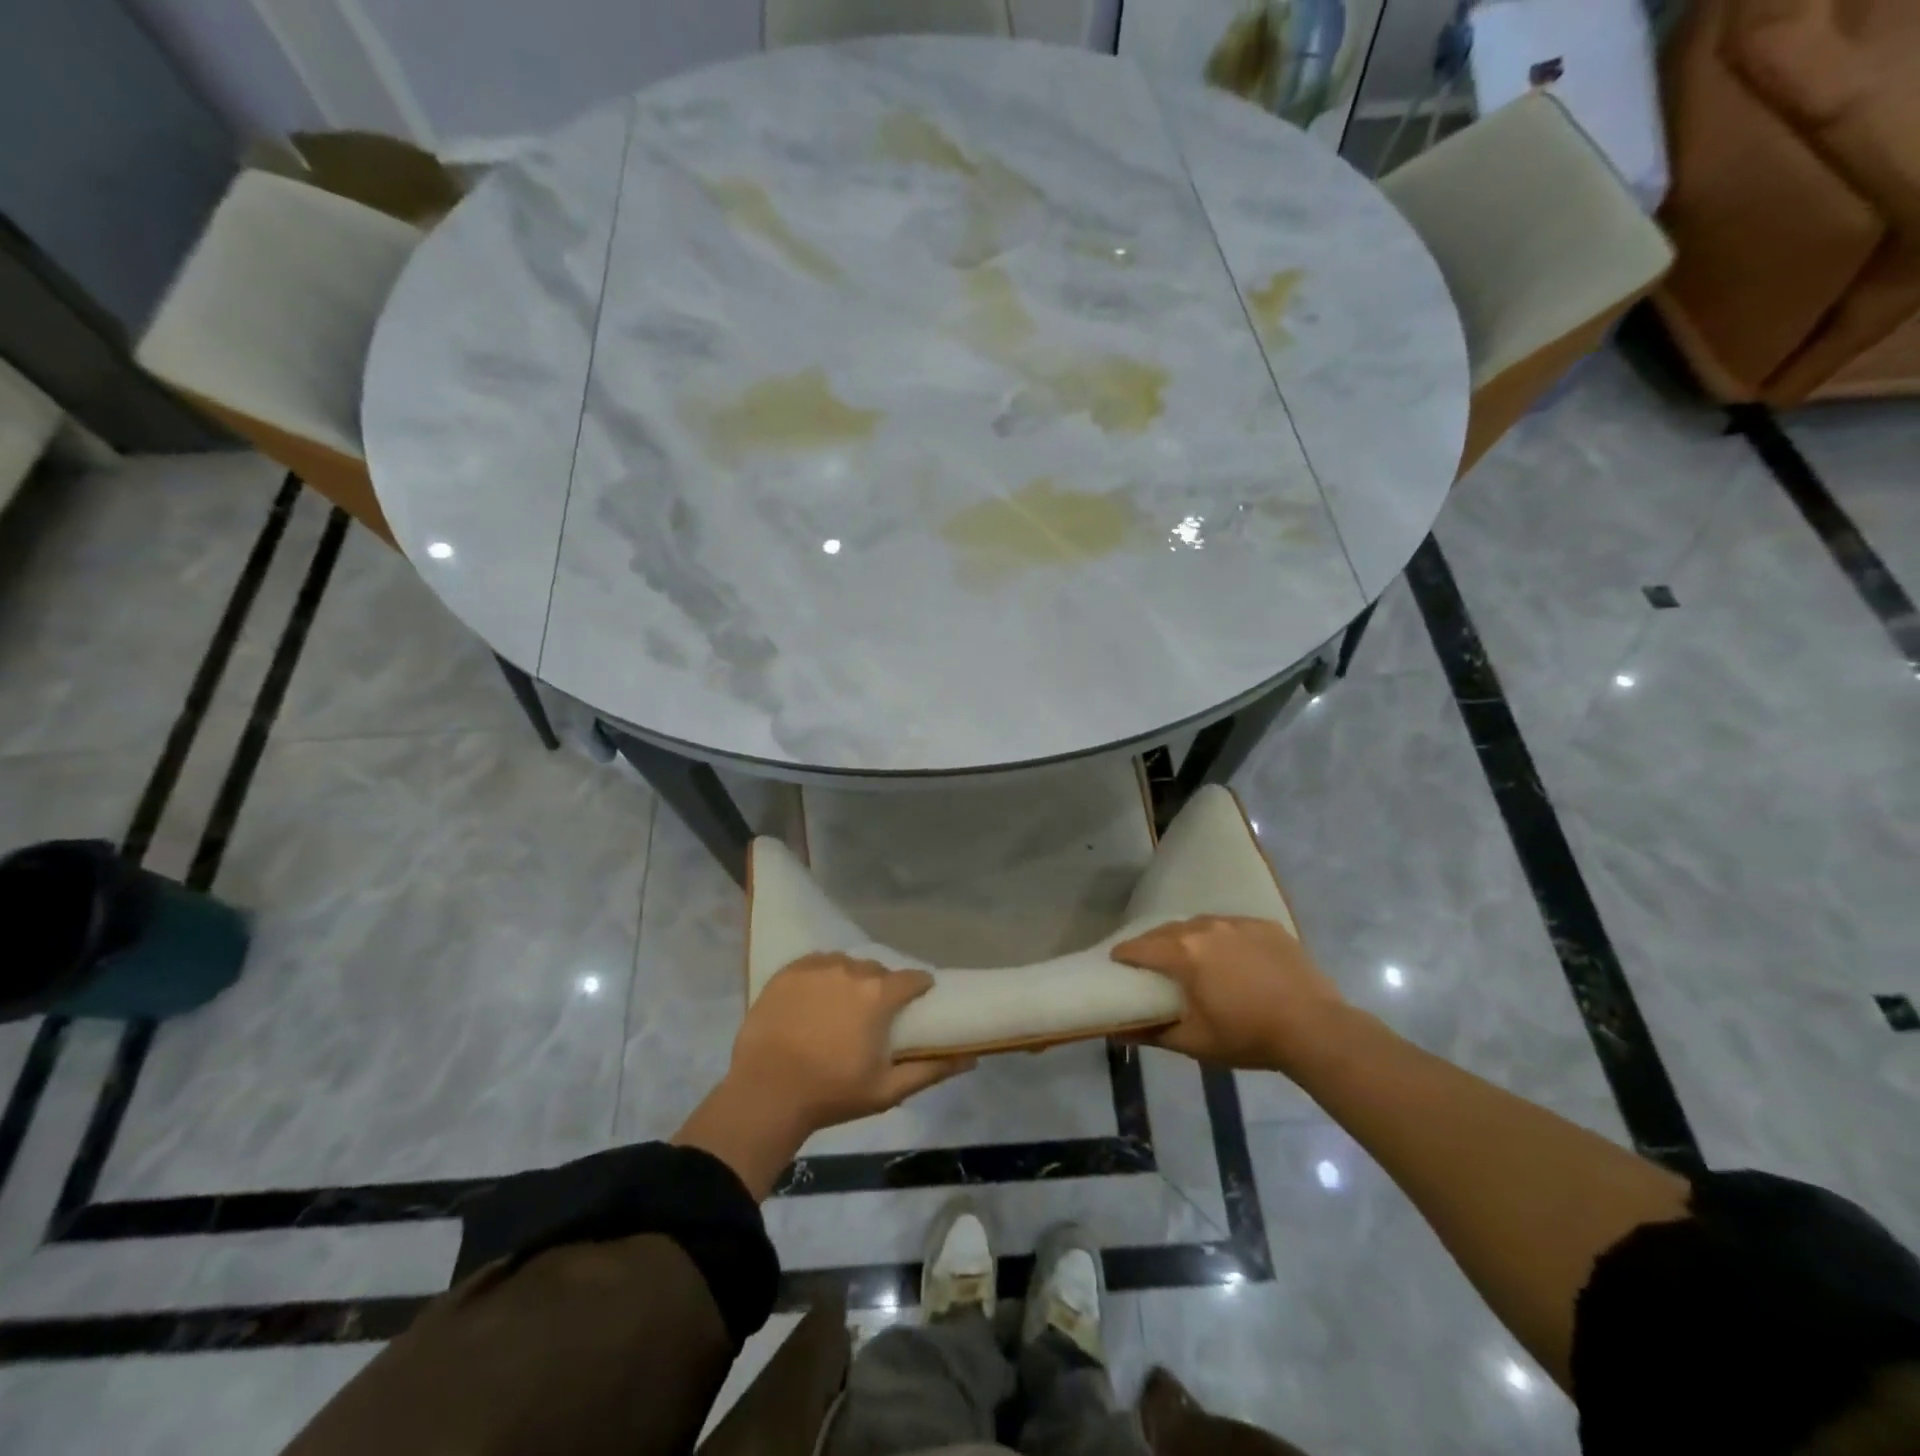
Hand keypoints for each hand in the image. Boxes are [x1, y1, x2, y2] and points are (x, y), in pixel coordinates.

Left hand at [731, 953, 975, 1133]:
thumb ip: (931, 1070)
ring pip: (845, 964)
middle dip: (881, 988)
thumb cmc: (832, 1093)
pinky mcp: (788, 971)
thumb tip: (971, 1058)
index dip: (918, 988)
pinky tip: (814, 998)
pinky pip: (815, 963)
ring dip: (850, 980)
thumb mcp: (888, 1090)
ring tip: (840, 1006)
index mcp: (879, 995)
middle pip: (877, 970)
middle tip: (873, 1015)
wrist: (767, 1093)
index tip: (917, 1001)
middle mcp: (852, 970)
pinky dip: (821, 976)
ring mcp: (817, 967)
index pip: (912, 979)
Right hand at [1112, 915, 1345, 1070]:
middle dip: (1154, 943)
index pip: (1141, 947)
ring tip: (1190, 954)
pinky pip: (1233, 926)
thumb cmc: (1249, 1036)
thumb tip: (1117, 1032)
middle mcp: (1206, 928)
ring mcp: (1238, 923)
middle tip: (1149, 960)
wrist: (1316, 1028)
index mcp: (1184, 953)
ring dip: (1189, 937)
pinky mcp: (1266, 926)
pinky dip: (1222, 938)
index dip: (1125, 954)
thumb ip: (1153, 1033)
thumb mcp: (1196, 1043)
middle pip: (1168, 930)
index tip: (1117, 962)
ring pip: (1201, 924)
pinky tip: (1230, 956)